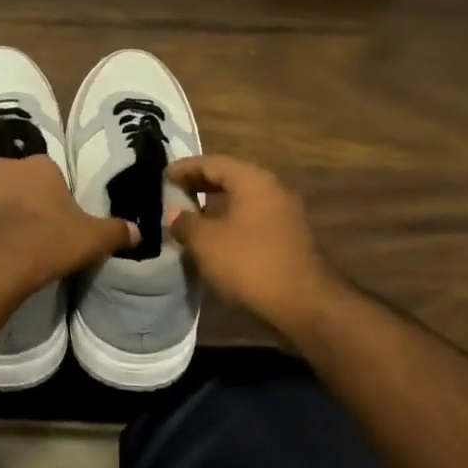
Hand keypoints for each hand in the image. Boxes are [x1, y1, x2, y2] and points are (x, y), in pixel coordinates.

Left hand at [0, 156, 136, 289]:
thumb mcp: (91, 240)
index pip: (46, 175)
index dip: (46, 198)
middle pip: (7, 176)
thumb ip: (115, 232)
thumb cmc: (48, 243)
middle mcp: (1, 165)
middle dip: (8, 196)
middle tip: (13, 228)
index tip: (47, 221)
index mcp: (40, 169)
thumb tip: (139, 232)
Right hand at [166, 155, 334, 331]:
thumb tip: (175, 214)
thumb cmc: (249, 264)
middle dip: (200, 183)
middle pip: (230, 178)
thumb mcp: (206, 242)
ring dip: (215, 204)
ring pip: (242, 200)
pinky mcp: (288, 238)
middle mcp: (272, 190)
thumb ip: (185, 222)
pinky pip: (252, 219)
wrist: (304, 305)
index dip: (185, 167)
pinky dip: (230, 220)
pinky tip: (214, 237)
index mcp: (252, 181)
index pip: (212, 163)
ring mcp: (284, 214)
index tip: (163, 175)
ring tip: (189, 215)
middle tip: (174, 192)